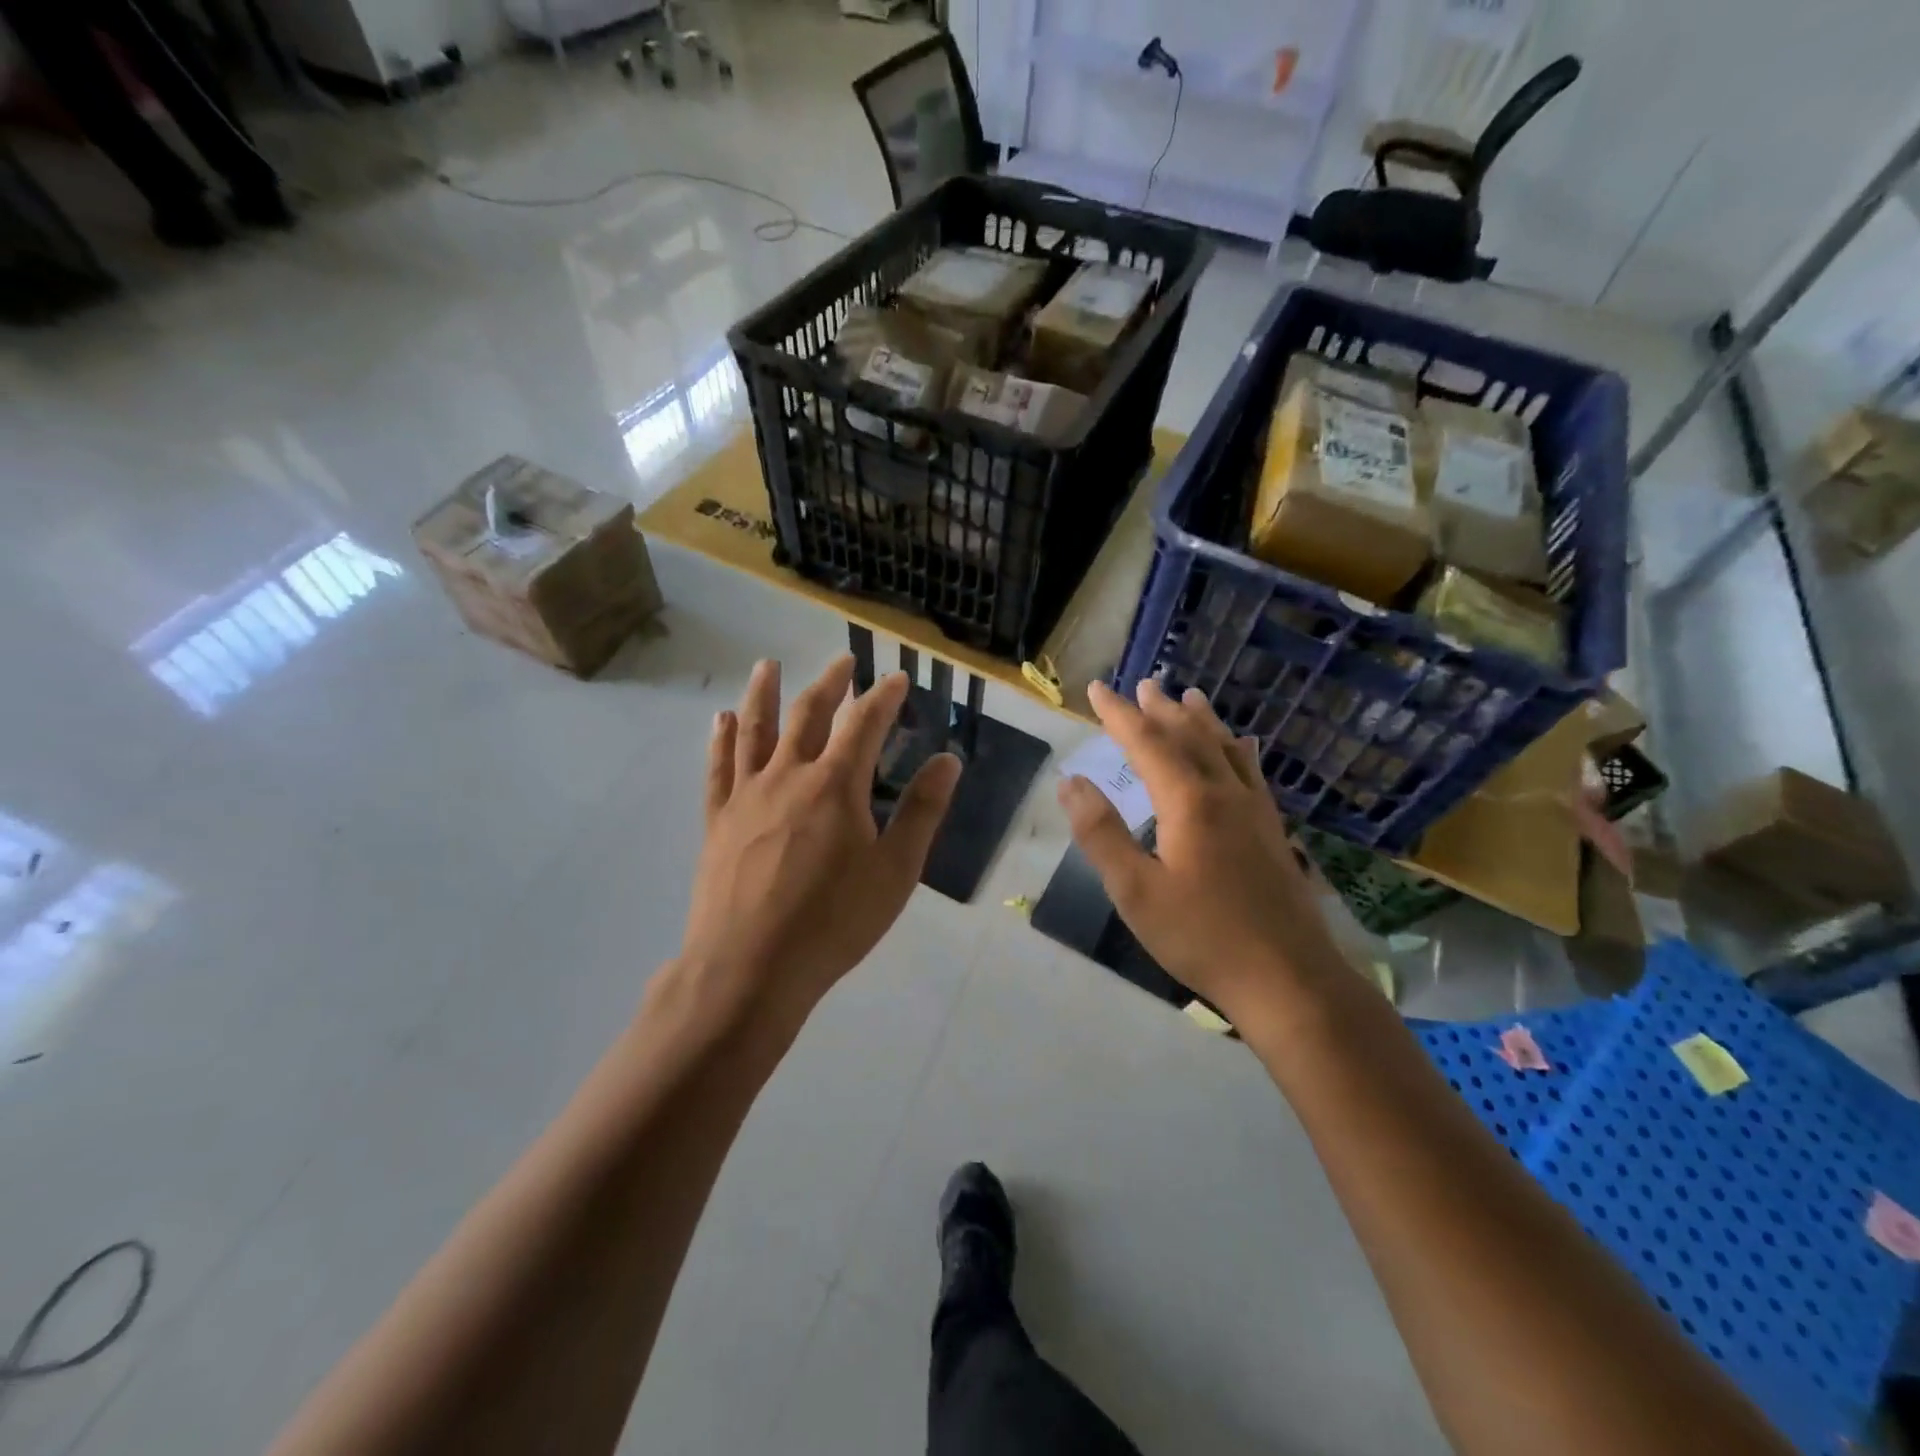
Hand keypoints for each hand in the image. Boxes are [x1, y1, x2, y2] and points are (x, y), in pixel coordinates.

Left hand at [675, 656, 960, 1034]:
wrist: (750, 967)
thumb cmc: (833, 922)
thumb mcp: (895, 871)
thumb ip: (922, 812)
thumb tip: (947, 761)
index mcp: (836, 784)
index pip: (865, 722)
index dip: (884, 696)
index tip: (897, 677)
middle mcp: (789, 775)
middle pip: (809, 714)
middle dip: (830, 683)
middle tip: (843, 661)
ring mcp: (747, 795)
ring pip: (756, 730)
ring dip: (764, 693)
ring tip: (767, 665)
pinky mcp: (718, 820)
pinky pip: (718, 768)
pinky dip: (721, 739)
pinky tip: (722, 720)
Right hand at [1057, 679, 1342, 1029]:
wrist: (1288, 978)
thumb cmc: (1201, 936)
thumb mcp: (1135, 890)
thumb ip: (1101, 833)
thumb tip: (1072, 782)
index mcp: (1187, 802)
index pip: (1145, 742)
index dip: (1118, 714)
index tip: (1096, 688)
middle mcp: (1224, 793)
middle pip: (1188, 737)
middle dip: (1159, 710)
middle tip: (1142, 684)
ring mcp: (1255, 810)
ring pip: (1224, 749)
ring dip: (1201, 721)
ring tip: (1188, 697)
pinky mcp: (1272, 831)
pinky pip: (1252, 773)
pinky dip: (1238, 750)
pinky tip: (1243, 746)